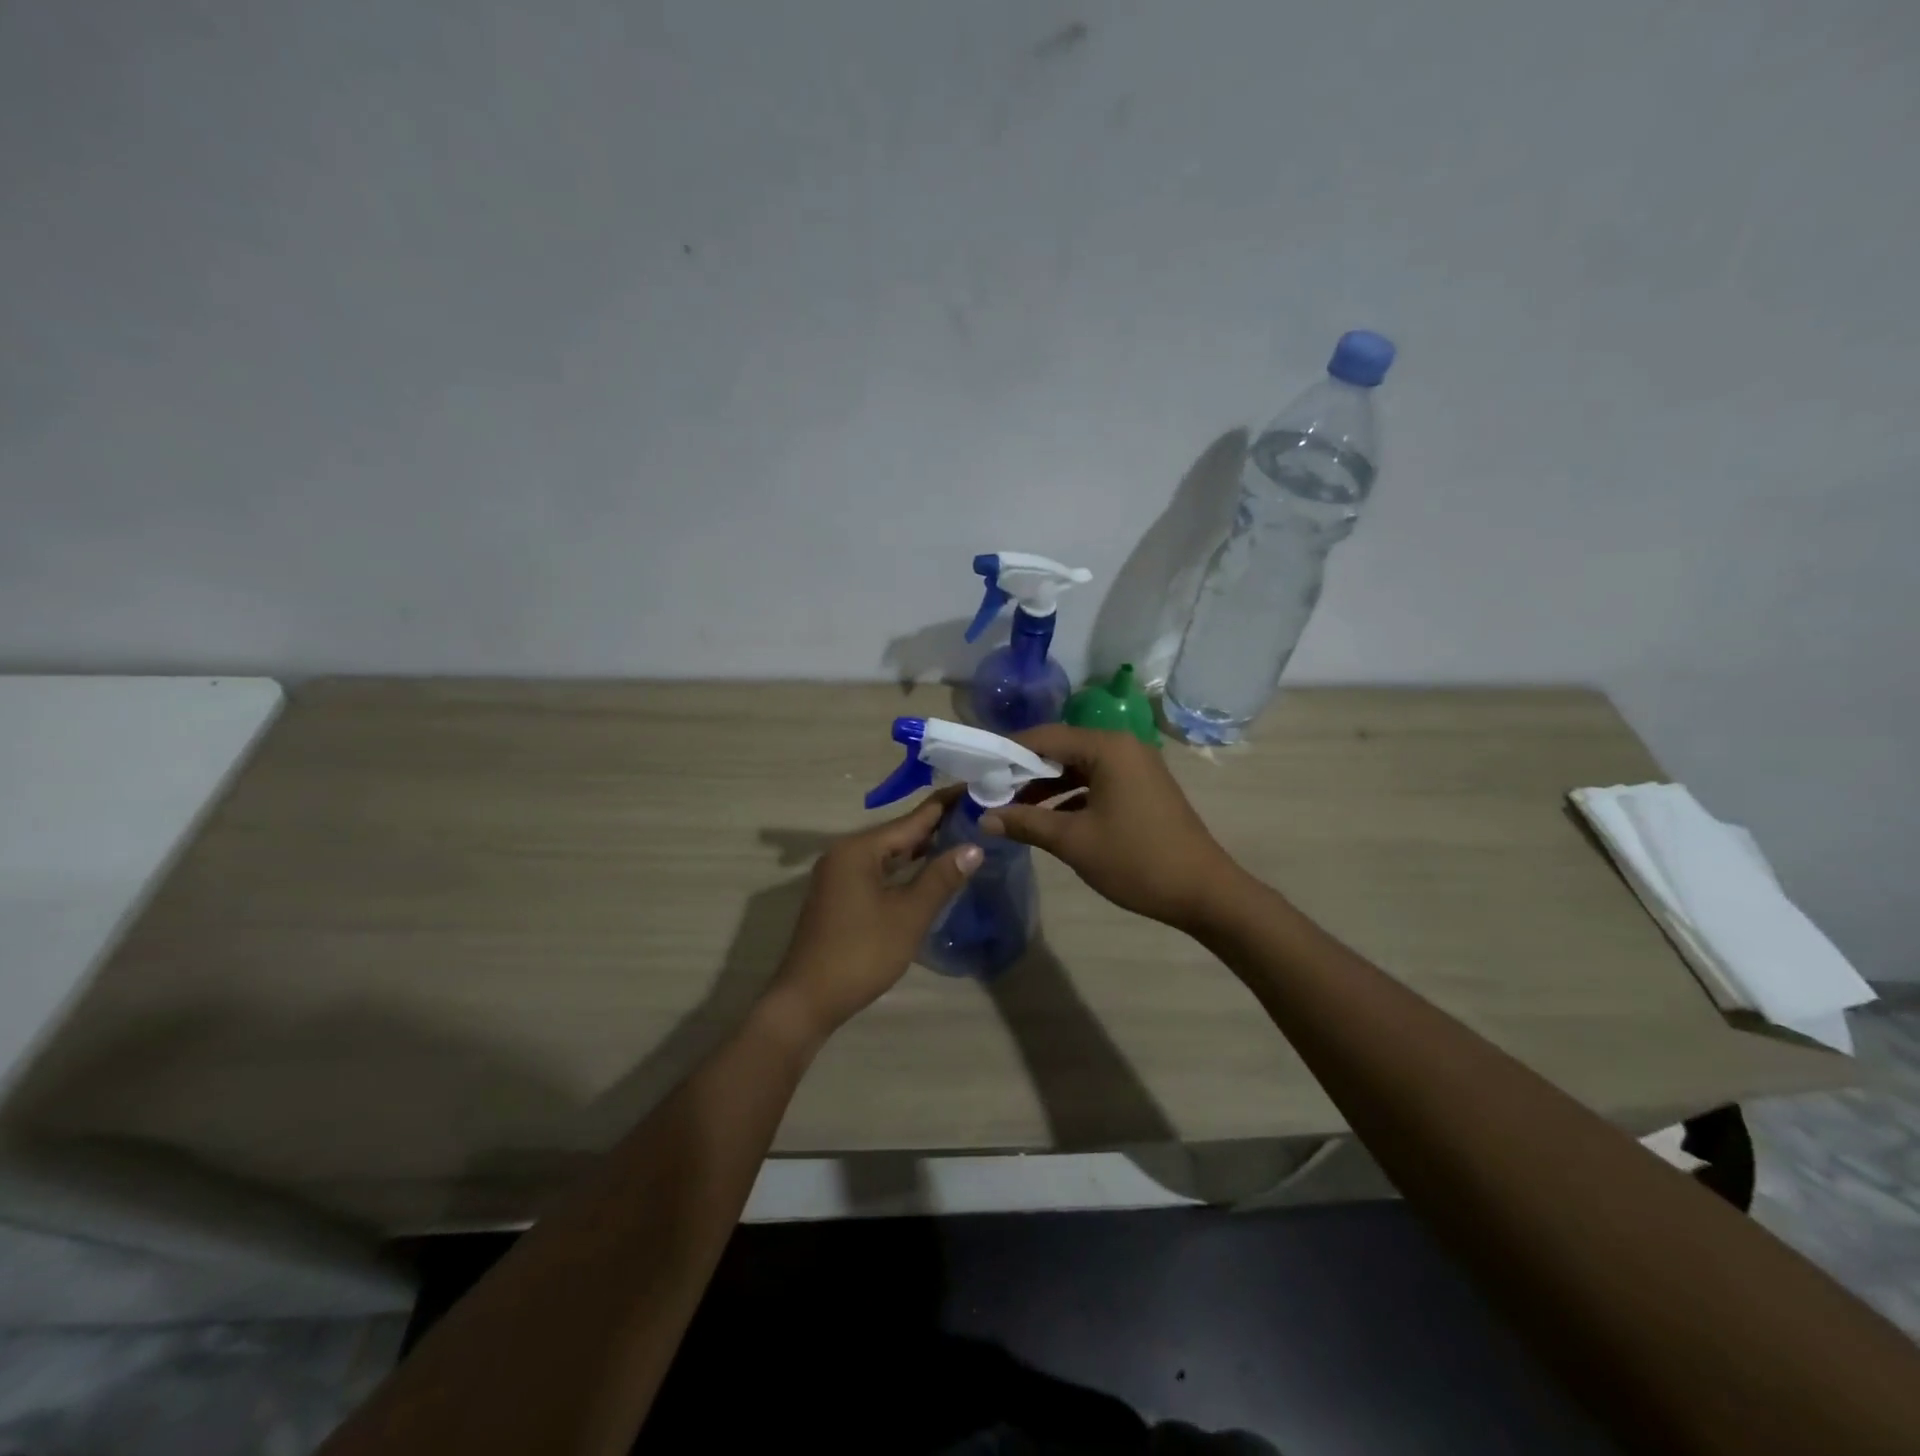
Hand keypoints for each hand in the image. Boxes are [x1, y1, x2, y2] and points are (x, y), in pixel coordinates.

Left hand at [766, 796, 981, 1043]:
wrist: (807, 1000)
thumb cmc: (861, 953)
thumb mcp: (908, 915)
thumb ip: (940, 878)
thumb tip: (973, 847)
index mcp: (859, 849)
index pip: (912, 819)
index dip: (945, 805)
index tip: (975, 789)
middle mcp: (846, 853)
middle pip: (899, 832)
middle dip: (937, 825)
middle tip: (978, 815)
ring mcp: (839, 875)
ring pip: (888, 853)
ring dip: (922, 847)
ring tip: (962, 836)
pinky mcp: (839, 895)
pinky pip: (878, 870)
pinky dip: (904, 868)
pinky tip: (928, 871)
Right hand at [980, 724, 1239, 931]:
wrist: (1203, 892)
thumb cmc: (1136, 860)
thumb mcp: (1073, 841)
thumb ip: (1025, 823)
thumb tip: (983, 818)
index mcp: (1107, 748)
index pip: (1044, 736)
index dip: (1007, 751)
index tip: (977, 769)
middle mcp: (1122, 746)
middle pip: (1060, 749)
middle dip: (1024, 771)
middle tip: (990, 792)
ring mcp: (1135, 767)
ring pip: (1077, 768)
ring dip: (1045, 787)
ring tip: (1012, 810)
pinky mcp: (1141, 788)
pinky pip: (1095, 782)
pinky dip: (1069, 797)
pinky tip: (1047, 820)